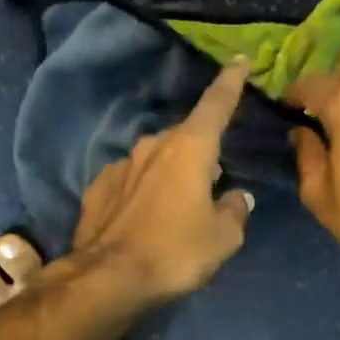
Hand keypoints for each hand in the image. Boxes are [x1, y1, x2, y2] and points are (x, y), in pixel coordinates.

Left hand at [68, 57, 255, 306]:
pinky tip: (145, 217)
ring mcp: (121, 164)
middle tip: (214, 178)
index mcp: (190, 148)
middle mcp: (153, 145)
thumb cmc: (175, 252)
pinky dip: (143, 191)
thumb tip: (238, 197)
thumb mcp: (223, 238)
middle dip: (201, 150)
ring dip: (171, 172)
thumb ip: (236, 210)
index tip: (240, 61)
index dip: (231, 81)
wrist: (107, 278)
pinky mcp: (98, 188)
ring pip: (156, 158)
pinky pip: (131, 180)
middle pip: (186, 137)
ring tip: (179, 203)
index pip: (217, 103)